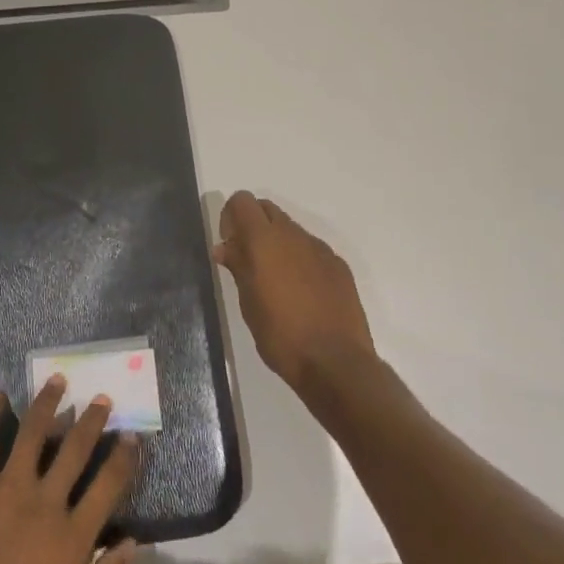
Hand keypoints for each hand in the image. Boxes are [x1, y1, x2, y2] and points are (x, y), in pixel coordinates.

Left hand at [0, 378, 139, 563]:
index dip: (124, 458)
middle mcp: (47, 500)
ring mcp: (10, 485)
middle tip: (102, 398)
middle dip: (92, 420)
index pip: (109, 486)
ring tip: (58, 379)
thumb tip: (134, 542)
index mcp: (73, 535)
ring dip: (48, 402)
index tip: (132, 435)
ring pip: (35, 431)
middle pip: (75, 449)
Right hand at [214, 190, 376, 397]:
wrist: (337, 363)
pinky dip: (301, 260)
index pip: (242, 201)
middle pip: (267, 209)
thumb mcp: (248, 303)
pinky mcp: (339, 266)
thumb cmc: (281, 335)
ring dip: (278, 244)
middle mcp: (293, 235)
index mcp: (264, 240)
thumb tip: (224, 247)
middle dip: (254, 225)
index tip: (230, 245)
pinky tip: (303, 294)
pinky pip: (312, 251)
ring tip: (277, 282)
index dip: (231, 216)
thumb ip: (237, 267)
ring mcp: (320, 249)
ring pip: (291, 230)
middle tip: (249, 260)